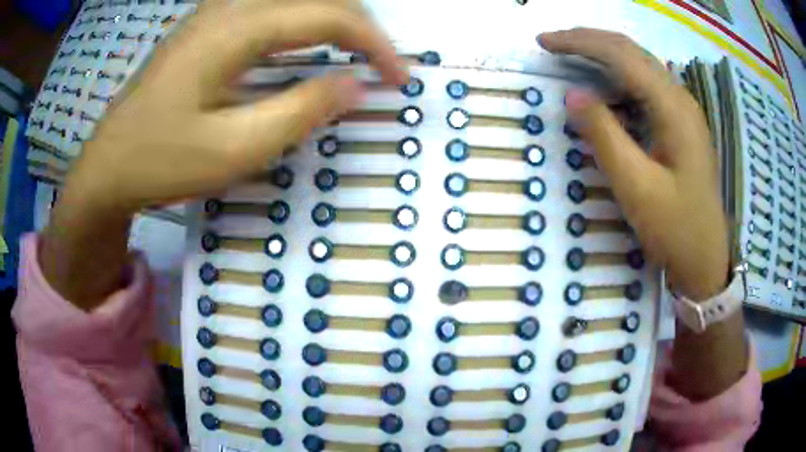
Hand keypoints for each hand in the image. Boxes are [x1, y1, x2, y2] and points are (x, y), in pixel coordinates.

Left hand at [41, 0, 406, 308]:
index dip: (376, 44)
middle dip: (360, 25)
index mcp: (237, 29)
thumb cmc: (162, 162)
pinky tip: (305, 42)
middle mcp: (229, 7)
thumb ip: (301, 111)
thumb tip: (355, 84)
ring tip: (353, 51)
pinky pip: (270, 6)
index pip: (330, 16)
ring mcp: (215, 12)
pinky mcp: (206, 26)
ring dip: (333, 17)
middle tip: (379, 65)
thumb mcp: (235, 150)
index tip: (400, 78)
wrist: (108, 166)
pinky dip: (303, 19)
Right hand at [539, 28, 728, 301]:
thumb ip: (604, 137)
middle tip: (552, 43)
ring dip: (604, 54)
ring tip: (571, 55)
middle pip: (632, 51)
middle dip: (589, 40)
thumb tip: (572, 95)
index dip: (580, 43)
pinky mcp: (680, 125)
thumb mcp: (637, 188)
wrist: (705, 260)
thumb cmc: (675, 229)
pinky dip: (619, 76)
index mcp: (673, 109)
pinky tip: (605, 86)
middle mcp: (680, 99)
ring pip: (640, 65)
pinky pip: (646, 86)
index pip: (621, 56)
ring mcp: (683, 111)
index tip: (543, 42)